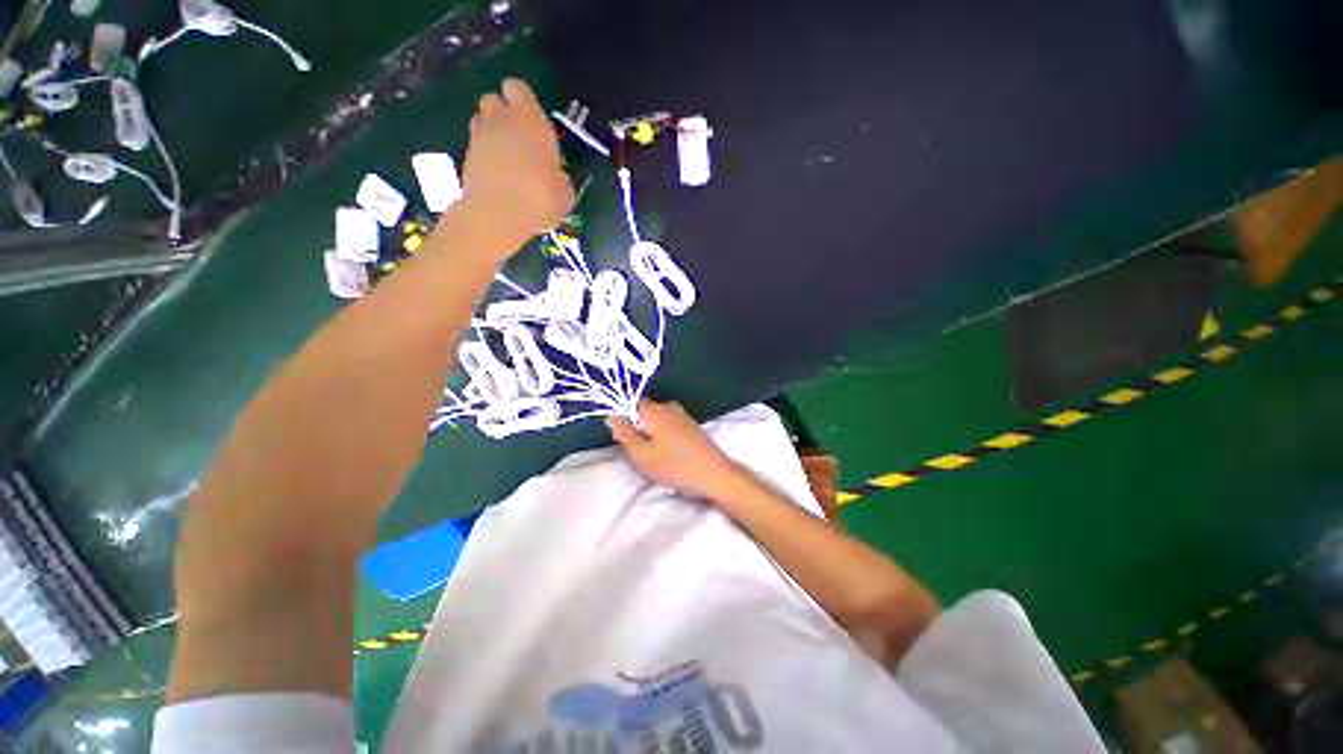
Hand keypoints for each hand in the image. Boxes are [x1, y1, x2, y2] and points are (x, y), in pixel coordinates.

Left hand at [460, 79, 573, 249]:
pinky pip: (476, 147)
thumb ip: (560, 178)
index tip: (533, 121)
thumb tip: (556, 177)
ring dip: (492, 133)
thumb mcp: (565, 193)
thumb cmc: (540, 198)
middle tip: (520, 139)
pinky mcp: (465, 158)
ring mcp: (479, 138)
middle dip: (504, 114)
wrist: (497, 215)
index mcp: (530, 120)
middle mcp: (501, 120)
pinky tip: (498, 177)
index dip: (523, 101)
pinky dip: (485, 157)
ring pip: (482, 121)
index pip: (517, 88)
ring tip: (507, 158)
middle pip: (494, 100)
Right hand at [608, 400, 740, 498]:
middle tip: (641, 452)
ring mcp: (682, 414)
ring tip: (657, 456)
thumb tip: (612, 416)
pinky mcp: (692, 425)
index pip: (630, 405)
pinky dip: (665, 437)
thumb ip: (624, 432)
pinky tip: (671, 454)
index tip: (626, 441)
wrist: (713, 473)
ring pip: (657, 420)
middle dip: (639, 428)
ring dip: (652, 434)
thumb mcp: (641, 453)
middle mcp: (668, 405)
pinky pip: (670, 425)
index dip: (624, 421)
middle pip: (644, 412)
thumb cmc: (674, 464)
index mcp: (653, 409)